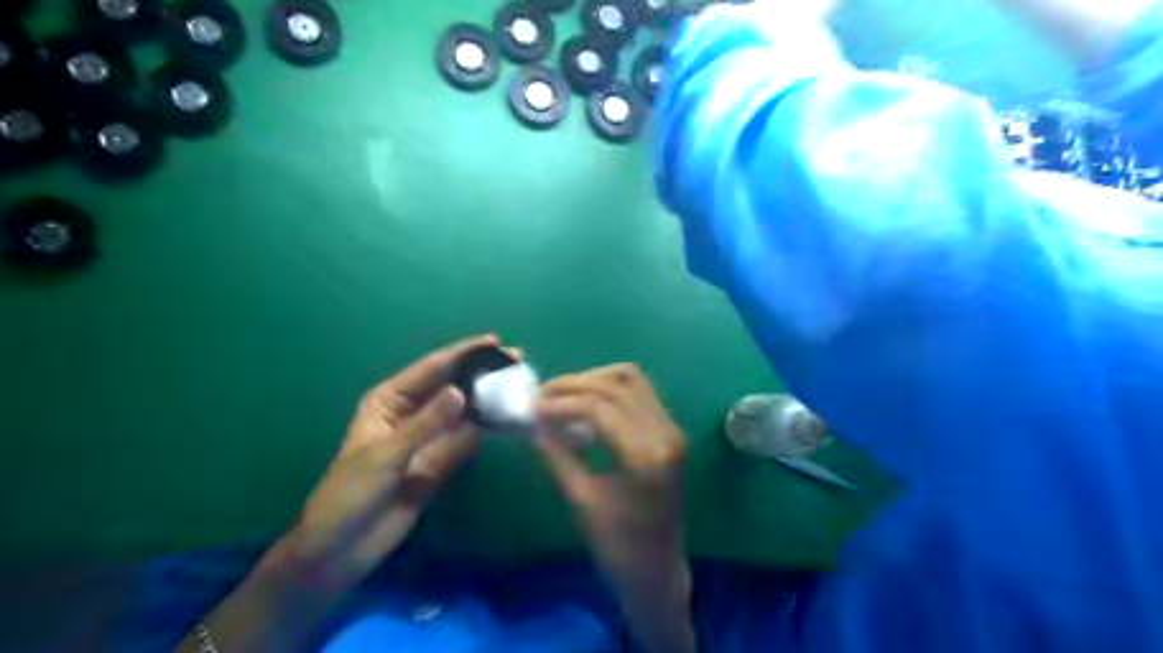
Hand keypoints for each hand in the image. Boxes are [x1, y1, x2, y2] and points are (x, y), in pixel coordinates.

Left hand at [272, 333, 509, 594]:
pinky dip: (486, 429)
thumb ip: (426, 424)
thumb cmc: (350, 493)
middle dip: (482, 372)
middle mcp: (411, 413)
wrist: (341, 549)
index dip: (463, 353)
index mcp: (389, 401)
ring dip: (489, 398)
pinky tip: (508, 418)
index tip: (494, 341)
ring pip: (463, 411)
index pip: (432, 369)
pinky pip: (466, 439)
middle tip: (516, 359)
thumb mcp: (386, 455)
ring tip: (519, 385)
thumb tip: (461, 393)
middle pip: (452, 385)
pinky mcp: (439, 462)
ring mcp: (428, 438)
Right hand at [532, 366, 692, 651]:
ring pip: (631, 379)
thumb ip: (557, 456)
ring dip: (593, 379)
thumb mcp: (581, 502)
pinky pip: (639, 393)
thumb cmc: (618, 548)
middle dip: (574, 384)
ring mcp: (672, 430)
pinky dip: (609, 390)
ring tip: (561, 396)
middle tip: (541, 396)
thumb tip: (532, 423)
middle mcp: (666, 434)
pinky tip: (585, 406)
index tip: (531, 407)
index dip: (561, 402)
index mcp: (646, 456)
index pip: (600, 407)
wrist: (658, 572)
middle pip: (617, 384)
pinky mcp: (669, 432)